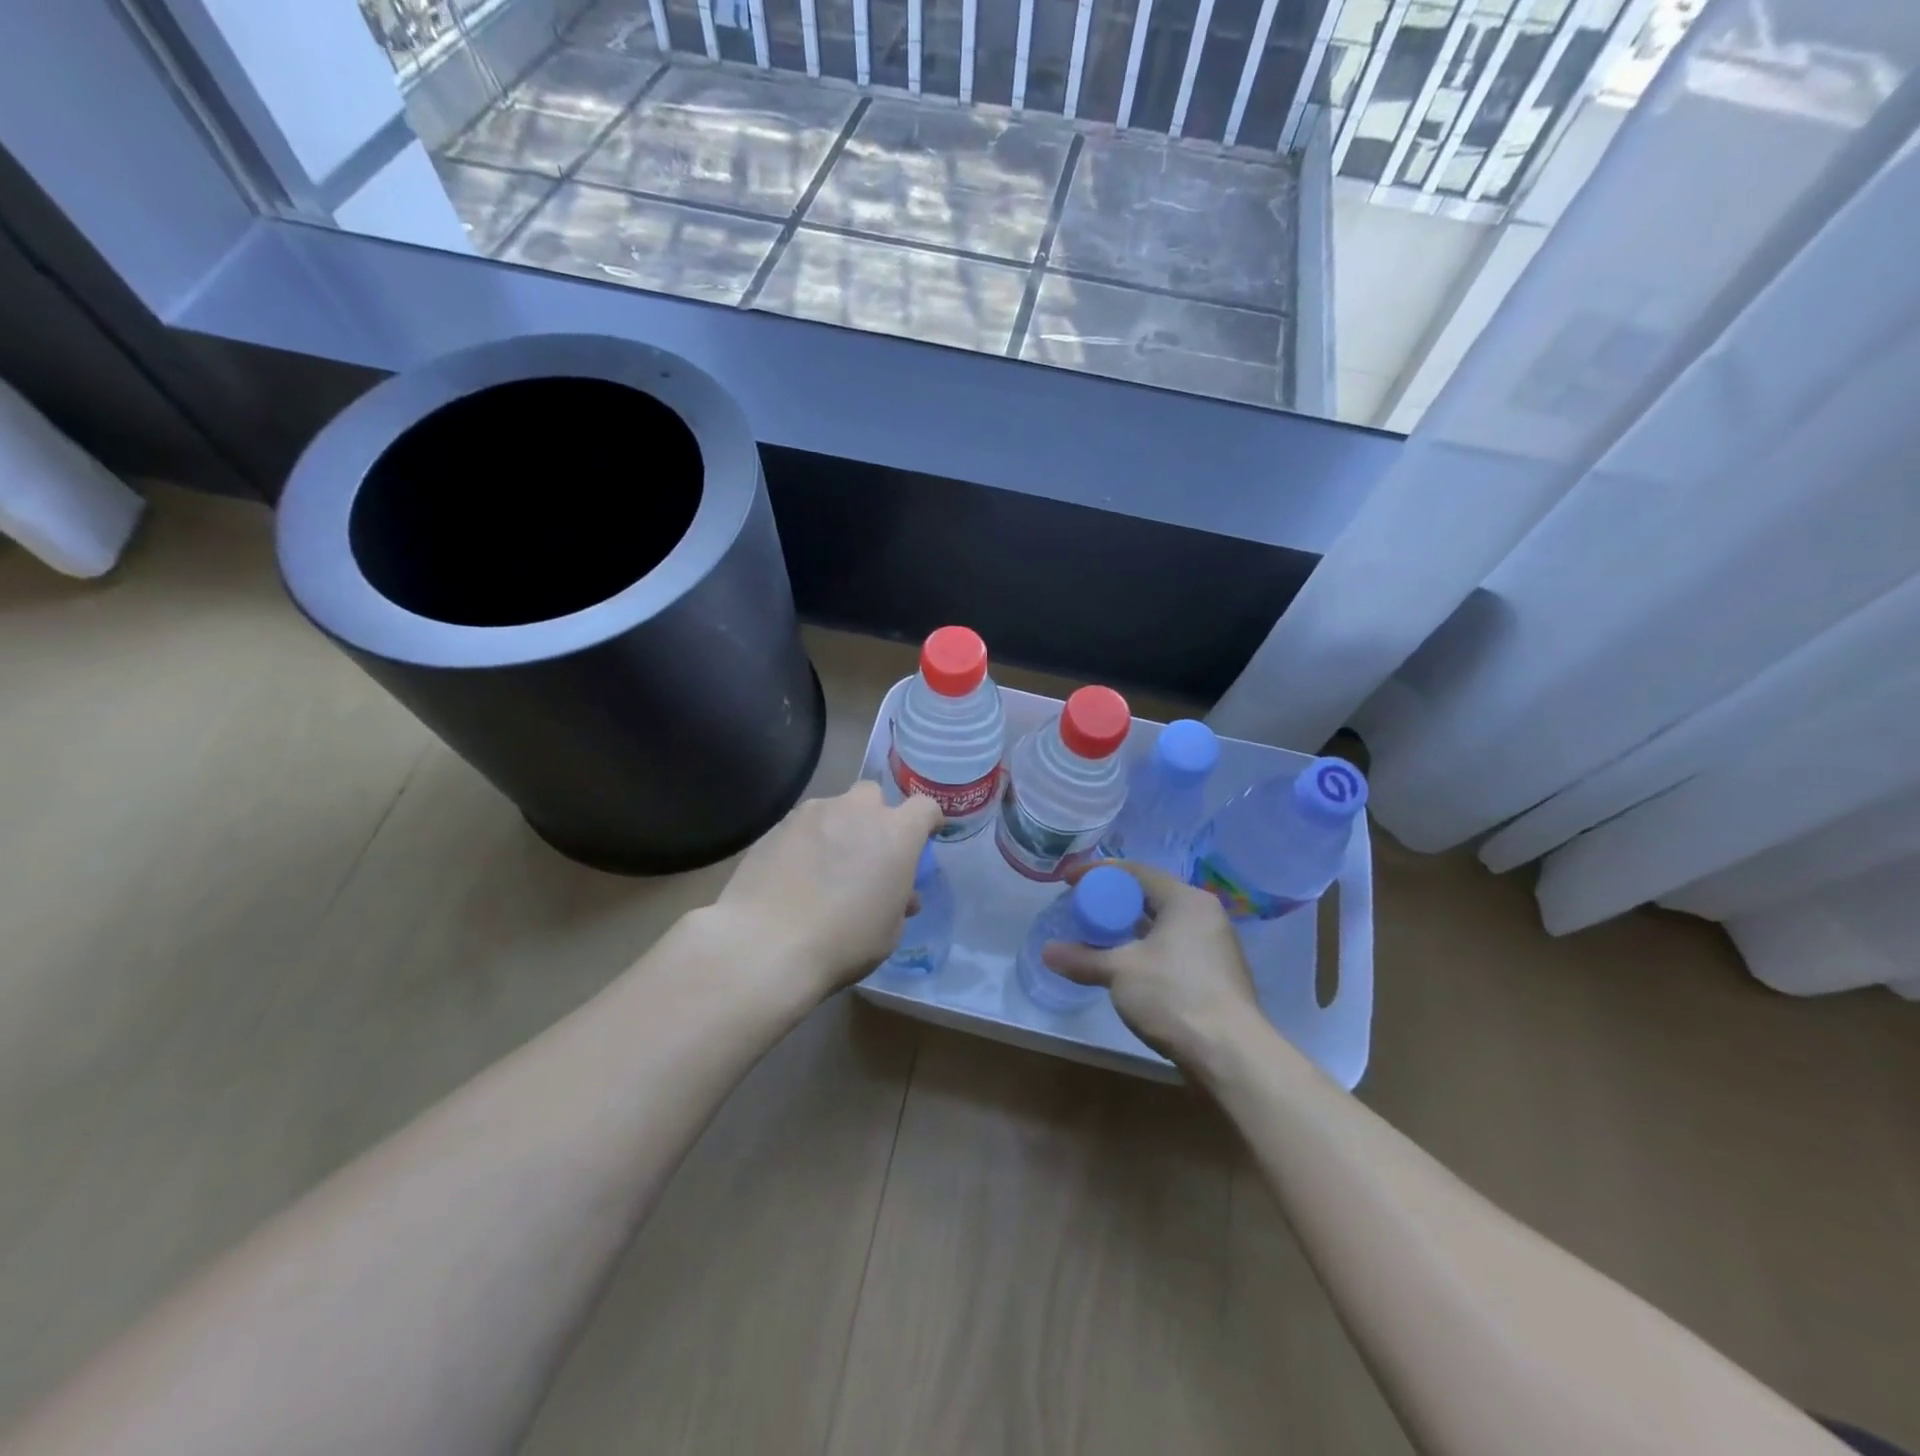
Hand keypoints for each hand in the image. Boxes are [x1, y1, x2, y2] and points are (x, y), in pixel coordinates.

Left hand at [710, 781, 941, 999]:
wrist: (767, 944)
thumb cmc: (844, 941)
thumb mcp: (889, 932)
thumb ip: (899, 901)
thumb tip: (902, 894)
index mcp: (895, 833)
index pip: (925, 808)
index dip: (926, 822)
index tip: (923, 840)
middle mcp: (856, 811)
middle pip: (873, 796)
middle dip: (874, 817)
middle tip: (866, 854)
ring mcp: (812, 813)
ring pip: (833, 810)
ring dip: (837, 830)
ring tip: (823, 869)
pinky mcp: (776, 826)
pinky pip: (801, 827)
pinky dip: (805, 843)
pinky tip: (793, 876)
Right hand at [1041, 861, 1262, 1069]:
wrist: (1230, 1055)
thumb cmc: (1174, 995)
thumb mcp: (1120, 971)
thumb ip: (1082, 958)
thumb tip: (1046, 952)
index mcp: (1186, 900)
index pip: (1136, 872)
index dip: (1098, 873)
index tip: (1069, 881)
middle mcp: (1204, 916)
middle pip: (1149, 897)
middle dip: (1112, 903)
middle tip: (1080, 910)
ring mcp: (1213, 947)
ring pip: (1160, 926)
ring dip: (1127, 930)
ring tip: (1095, 938)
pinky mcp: (1213, 977)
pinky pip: (1171, 950)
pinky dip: (1143, 951)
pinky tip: (1123, 968)